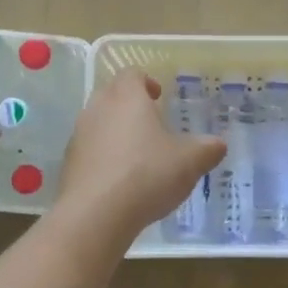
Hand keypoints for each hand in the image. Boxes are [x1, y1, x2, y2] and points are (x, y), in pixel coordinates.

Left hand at [57, 70, 225, 241]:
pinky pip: (89, 150)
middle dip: (130, 105)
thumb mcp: (189, 162)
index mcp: (127, 98)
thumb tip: (219, 144)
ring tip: (137, 155)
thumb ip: (207, 149)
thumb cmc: (147, 175)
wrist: (95, 214)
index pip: (131, 74)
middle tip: (151, 124)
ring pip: (98, 122)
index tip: (159, 97)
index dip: (146, 81)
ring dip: (115, 131)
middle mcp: (98, 108)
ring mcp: (78, 136)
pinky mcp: (69, 163)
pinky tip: (120, 180)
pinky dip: (103, 156)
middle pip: (112, 94)